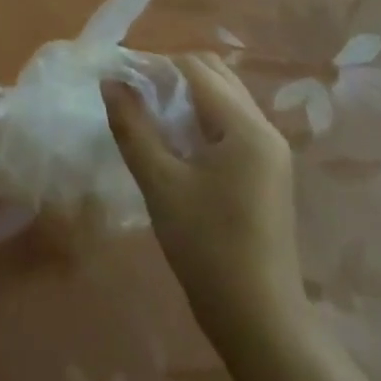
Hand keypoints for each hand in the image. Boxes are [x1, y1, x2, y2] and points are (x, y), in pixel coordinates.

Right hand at [103, 53, 306, 352]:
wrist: (257, 316)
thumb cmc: (205, 245)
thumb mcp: (159, 182)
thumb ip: (132, 127)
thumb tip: (111, 82)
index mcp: (245, 128)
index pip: (196, 70)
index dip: (154, 65)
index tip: (117, 76)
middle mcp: (265, 130)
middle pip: (216, 77)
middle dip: (171, 75)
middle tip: (130, 94)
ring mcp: (269, 152)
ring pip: (224, 101)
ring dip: (185, 97)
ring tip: (145, 114)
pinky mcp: (265, 173)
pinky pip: (230, 126)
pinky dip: (199, 120)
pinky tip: (171, 141)